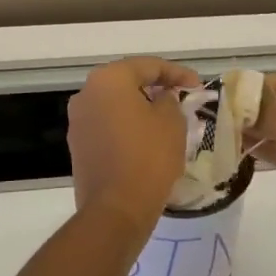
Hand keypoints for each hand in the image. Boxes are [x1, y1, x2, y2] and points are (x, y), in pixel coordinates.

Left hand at [66, 57, 199, 236]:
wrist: (116, 208)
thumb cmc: (148, 157)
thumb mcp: (171, 121)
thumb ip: (168, 99)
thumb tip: (160, 98)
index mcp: (108, 79)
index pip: (147, 66)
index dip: (176, 72)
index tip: (197, 85)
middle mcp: (86, 93)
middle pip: (127, 82)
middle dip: (155, 87)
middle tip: (181, 97)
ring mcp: (78, 120)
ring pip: (115, 104)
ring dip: (139, 107)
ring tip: (166, 118)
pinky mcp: (78, 145)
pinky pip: (107, 125)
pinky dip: (126, 125)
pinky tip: (146, 138)